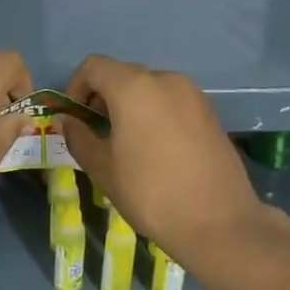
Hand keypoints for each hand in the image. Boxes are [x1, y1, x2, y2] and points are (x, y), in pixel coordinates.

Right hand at [58, 54, 274, 267]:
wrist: (220, 224)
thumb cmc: (152, 194)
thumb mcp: (103, 169)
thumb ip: (79, 137)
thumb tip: (69, 121)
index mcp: (134, 87)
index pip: (94, 66)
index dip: (76, 86)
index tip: (75, 118)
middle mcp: (165, 79)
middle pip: (123, 74)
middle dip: (103, 96)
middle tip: (97, 132)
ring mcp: (192, 93)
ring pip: (149, 87)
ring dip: (130, 105)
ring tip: (127, 142)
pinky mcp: (210, 111)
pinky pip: (172, 101)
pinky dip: (155, 112)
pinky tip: (157, 148)